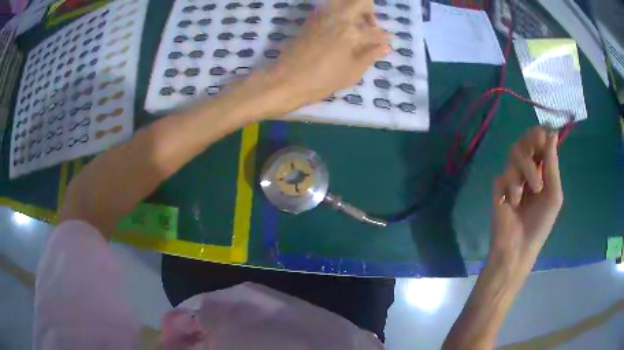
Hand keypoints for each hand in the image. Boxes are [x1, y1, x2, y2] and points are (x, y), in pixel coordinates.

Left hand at [267, 0, 389, 111]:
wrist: (286, 80)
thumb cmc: (322, 80)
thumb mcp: (352, 72)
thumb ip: (370, 55)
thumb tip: (385, 46)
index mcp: (350, 31)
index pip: (374, 30)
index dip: (383, 37)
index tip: (386, 40)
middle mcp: (337, 17)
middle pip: (359, 1)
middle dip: (369, 10)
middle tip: (369, 26)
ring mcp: (321, 16)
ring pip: (342, 1)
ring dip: (352, 8)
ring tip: (354, 25)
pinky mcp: (310, 20)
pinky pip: (328, 7)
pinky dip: (338, 11)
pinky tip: (339, 27)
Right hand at [490, 127, 563, 273]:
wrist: (519, 247)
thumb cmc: (541, 223)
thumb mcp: (554, 194)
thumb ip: (552, 165)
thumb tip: (552, 134)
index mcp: (541, 171)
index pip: (538, 144)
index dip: (539, 135)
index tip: (543, 135)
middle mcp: (526, 170)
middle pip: (524, 142)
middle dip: (531, 143)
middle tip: (538, 148)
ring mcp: (511, 177)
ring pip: (514, 154)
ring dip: (527, 168)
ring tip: (534, 188)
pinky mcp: (498, 187)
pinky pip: (504, 174)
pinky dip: (513, 186)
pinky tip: (514, 202)